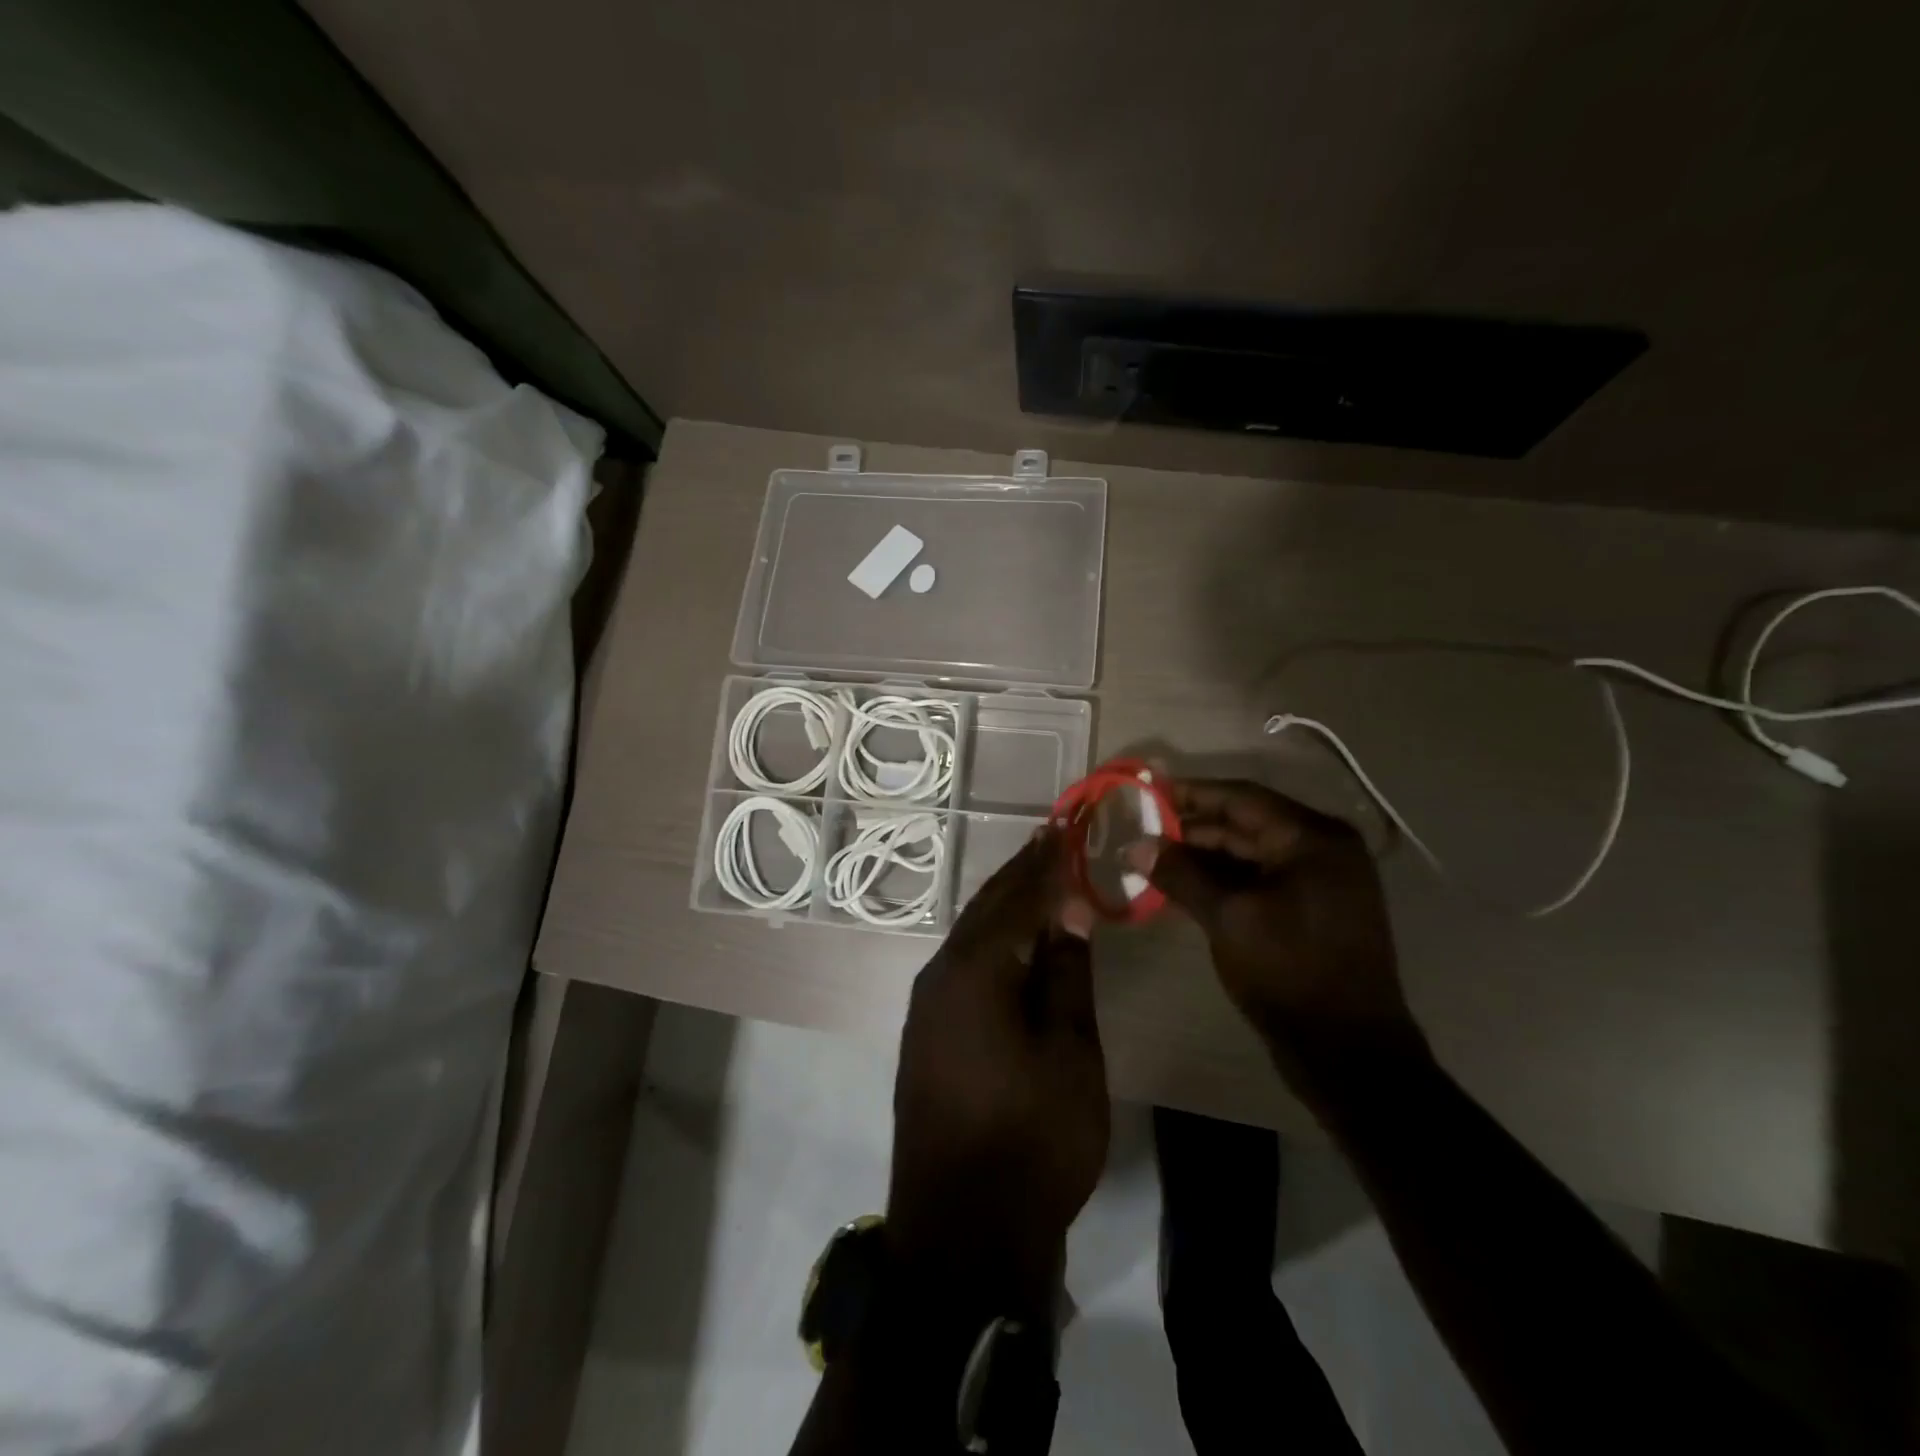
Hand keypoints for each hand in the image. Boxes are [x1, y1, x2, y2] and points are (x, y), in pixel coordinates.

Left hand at [887, 830, 1106, 1312]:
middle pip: (987, 908)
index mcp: (975, 969)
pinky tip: (1010, 942)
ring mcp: (926, 1006)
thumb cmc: (1032, 1138)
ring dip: (1004, 905)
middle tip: (1052, 839)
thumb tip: (1067, 911)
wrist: (962, 1233)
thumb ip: (1065, 973)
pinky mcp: (926, 1034)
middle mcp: (940, 975)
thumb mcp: (1069, 1051)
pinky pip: (962, 966)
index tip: (1069, 827)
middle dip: (1021, 873)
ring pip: (971, 936)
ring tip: (1036, 878)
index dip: (1048, 862)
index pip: (1019, 897)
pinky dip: (991, 941)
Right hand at [1127, 778, 1424, 1082]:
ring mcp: (1320, 883)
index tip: (1149, 791)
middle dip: (1193, 829)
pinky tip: (1184, 888)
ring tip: (1154, 861)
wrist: (1348, 1054)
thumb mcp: (1228, 918)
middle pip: (1246, 825)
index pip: (1242, 798)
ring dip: (1204, 857)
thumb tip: (1135, 846)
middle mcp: (1322, 851)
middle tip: (1143, 832)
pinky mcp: (1311, 912)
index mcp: (1314, 840)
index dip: (1192, 793)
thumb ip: (1181, 875)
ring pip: (1250, 855)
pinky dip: (1223, 882)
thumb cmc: (1289, 972)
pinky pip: (1259, 881)